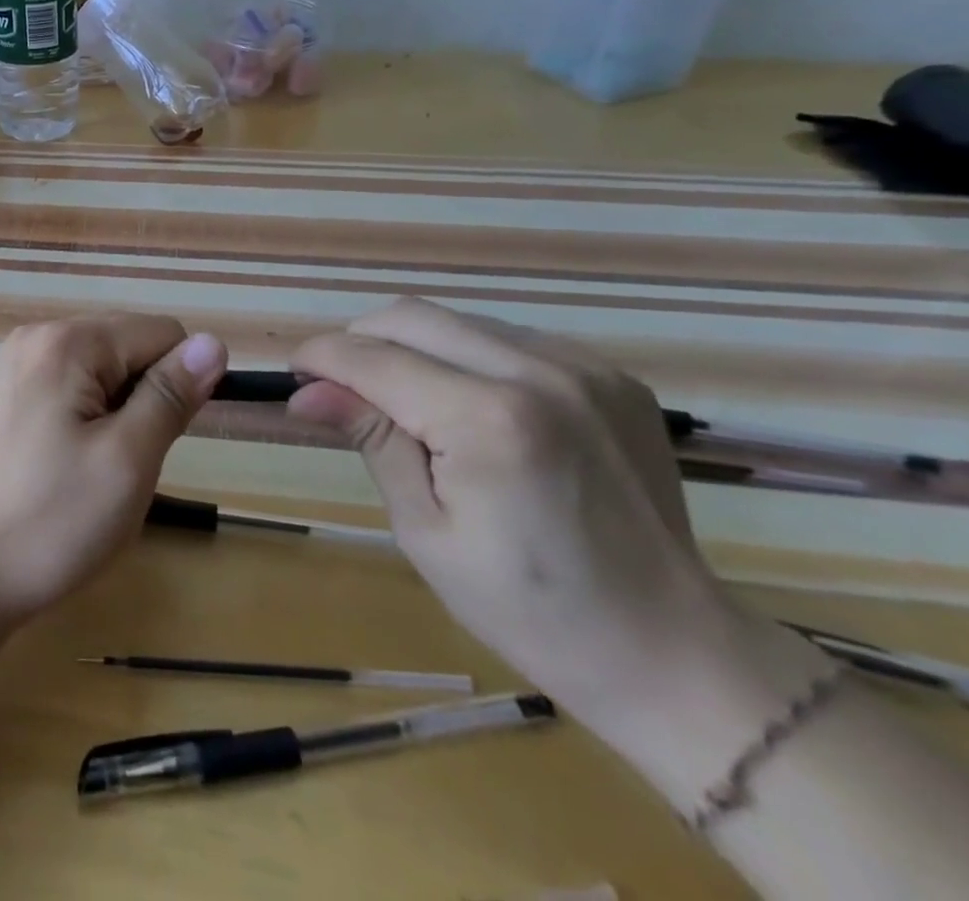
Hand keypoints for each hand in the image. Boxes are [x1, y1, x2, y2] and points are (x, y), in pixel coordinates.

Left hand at [0, 315, 227, 627]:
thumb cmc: (50, 520)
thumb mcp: (128, 460)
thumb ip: (170, 395)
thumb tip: (214, 343)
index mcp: (67, 341)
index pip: (161, 333)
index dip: (178, 385)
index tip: (155, 441)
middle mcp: (39, 337)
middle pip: (129, 347)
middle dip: (144, 400)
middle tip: (122, 462)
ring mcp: (19, 365)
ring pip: (105, 373)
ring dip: (119, 416)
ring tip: (93, 469)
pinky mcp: (10, 395)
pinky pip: (74, 390)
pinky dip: (89, 422)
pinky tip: (69, 466)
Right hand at [288, 299, 749, 729]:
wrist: (673, 652)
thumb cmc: (529, 608)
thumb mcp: (426, 530)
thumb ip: (371, 439)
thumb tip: (306, 392)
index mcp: (489, 421)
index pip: (373, 358)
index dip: (321, 357)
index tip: (294, 373)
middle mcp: (538, 373)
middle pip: (411, 316)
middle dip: (359, 340)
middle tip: (339, 386)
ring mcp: (583, 367)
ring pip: (456, 320)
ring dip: (411, 346)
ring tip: (402, 399)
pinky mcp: (609, 373)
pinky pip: (507, 338)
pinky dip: (465, 357)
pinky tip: (468, 405)